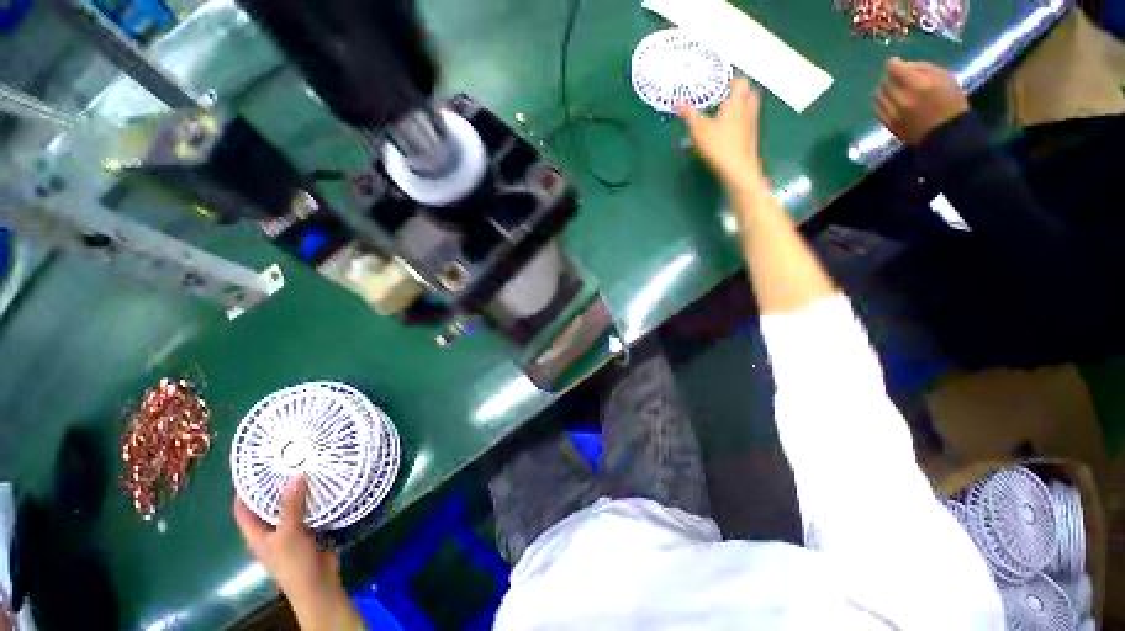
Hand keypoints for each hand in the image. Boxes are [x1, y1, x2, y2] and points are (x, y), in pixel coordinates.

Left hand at [234, 476, 354, 629]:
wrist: (317, 585)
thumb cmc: (293, 563)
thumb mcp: (289, 534)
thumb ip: (291, 506)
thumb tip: (296, 474)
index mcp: (256, 534)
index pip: (243, 508)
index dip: (245, 489)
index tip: (255, 468)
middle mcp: (271, 530)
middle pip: (268, 504)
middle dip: (276, 485)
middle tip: (288, 461)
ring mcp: (290, 531)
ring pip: (290, 506)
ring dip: (297, 491)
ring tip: (307, 468)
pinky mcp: (309, 531)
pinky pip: (308, 510)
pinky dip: (313, 499)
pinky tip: (323, 486)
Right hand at [677, 79, 766, 191]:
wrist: (738, 168)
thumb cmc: (719, 146)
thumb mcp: (699, 130)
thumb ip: (689, 115)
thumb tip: (678, 103)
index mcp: (735, 103)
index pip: (738, 82)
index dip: (729, 81)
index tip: (718, 86)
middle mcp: (747, 109)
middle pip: (748, 91)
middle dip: (738, 91)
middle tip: (724, 96)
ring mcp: (752, 122)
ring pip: (751, 105)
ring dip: (742, 103)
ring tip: (728, 109)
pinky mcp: (752, 135)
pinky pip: (750, 120)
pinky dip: (743, 118)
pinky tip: (732, 127)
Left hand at [876, 57, 968, 144]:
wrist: (946, 135)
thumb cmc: (950, 103)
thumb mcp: (944, 77)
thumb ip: (921, 68)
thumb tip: (903, 65)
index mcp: (917, 85)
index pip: (894, 69)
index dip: (893, 64)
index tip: (896, 63)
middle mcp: (901, 99)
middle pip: (884, 82)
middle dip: (889, 76)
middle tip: (896, 76)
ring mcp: (892, 113)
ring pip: (878, 96)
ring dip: (884, 89)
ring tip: (893, 89)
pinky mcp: (888, 124)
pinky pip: (877, 109)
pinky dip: (882, 102)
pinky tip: (890, 101)